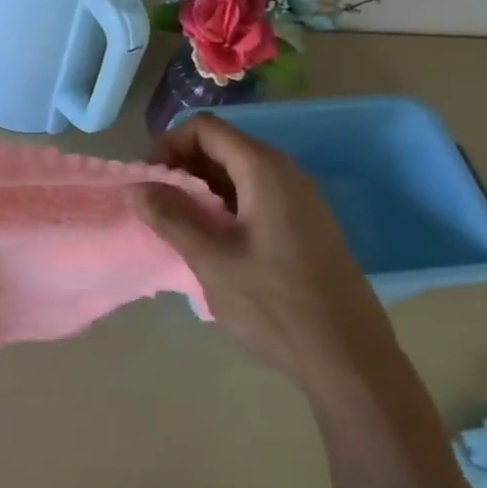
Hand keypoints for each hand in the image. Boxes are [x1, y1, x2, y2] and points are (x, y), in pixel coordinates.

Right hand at [133, 114, 403, 390]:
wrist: (349, 359)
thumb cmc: (275, 305)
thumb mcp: (211, 261)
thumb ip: (170, 217)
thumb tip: (136, 186)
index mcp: (264, 170)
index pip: (204, 128)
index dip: (168, 146)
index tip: (149, 184)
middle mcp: (285, 173)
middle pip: (220, 147)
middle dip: (180, 168)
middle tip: (156, 208)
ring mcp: (298, 200)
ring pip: (235, 173)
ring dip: (199, 190)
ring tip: (177, 228)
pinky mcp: (303, 226)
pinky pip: (253, 197)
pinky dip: (222, 207)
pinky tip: (210, 244)